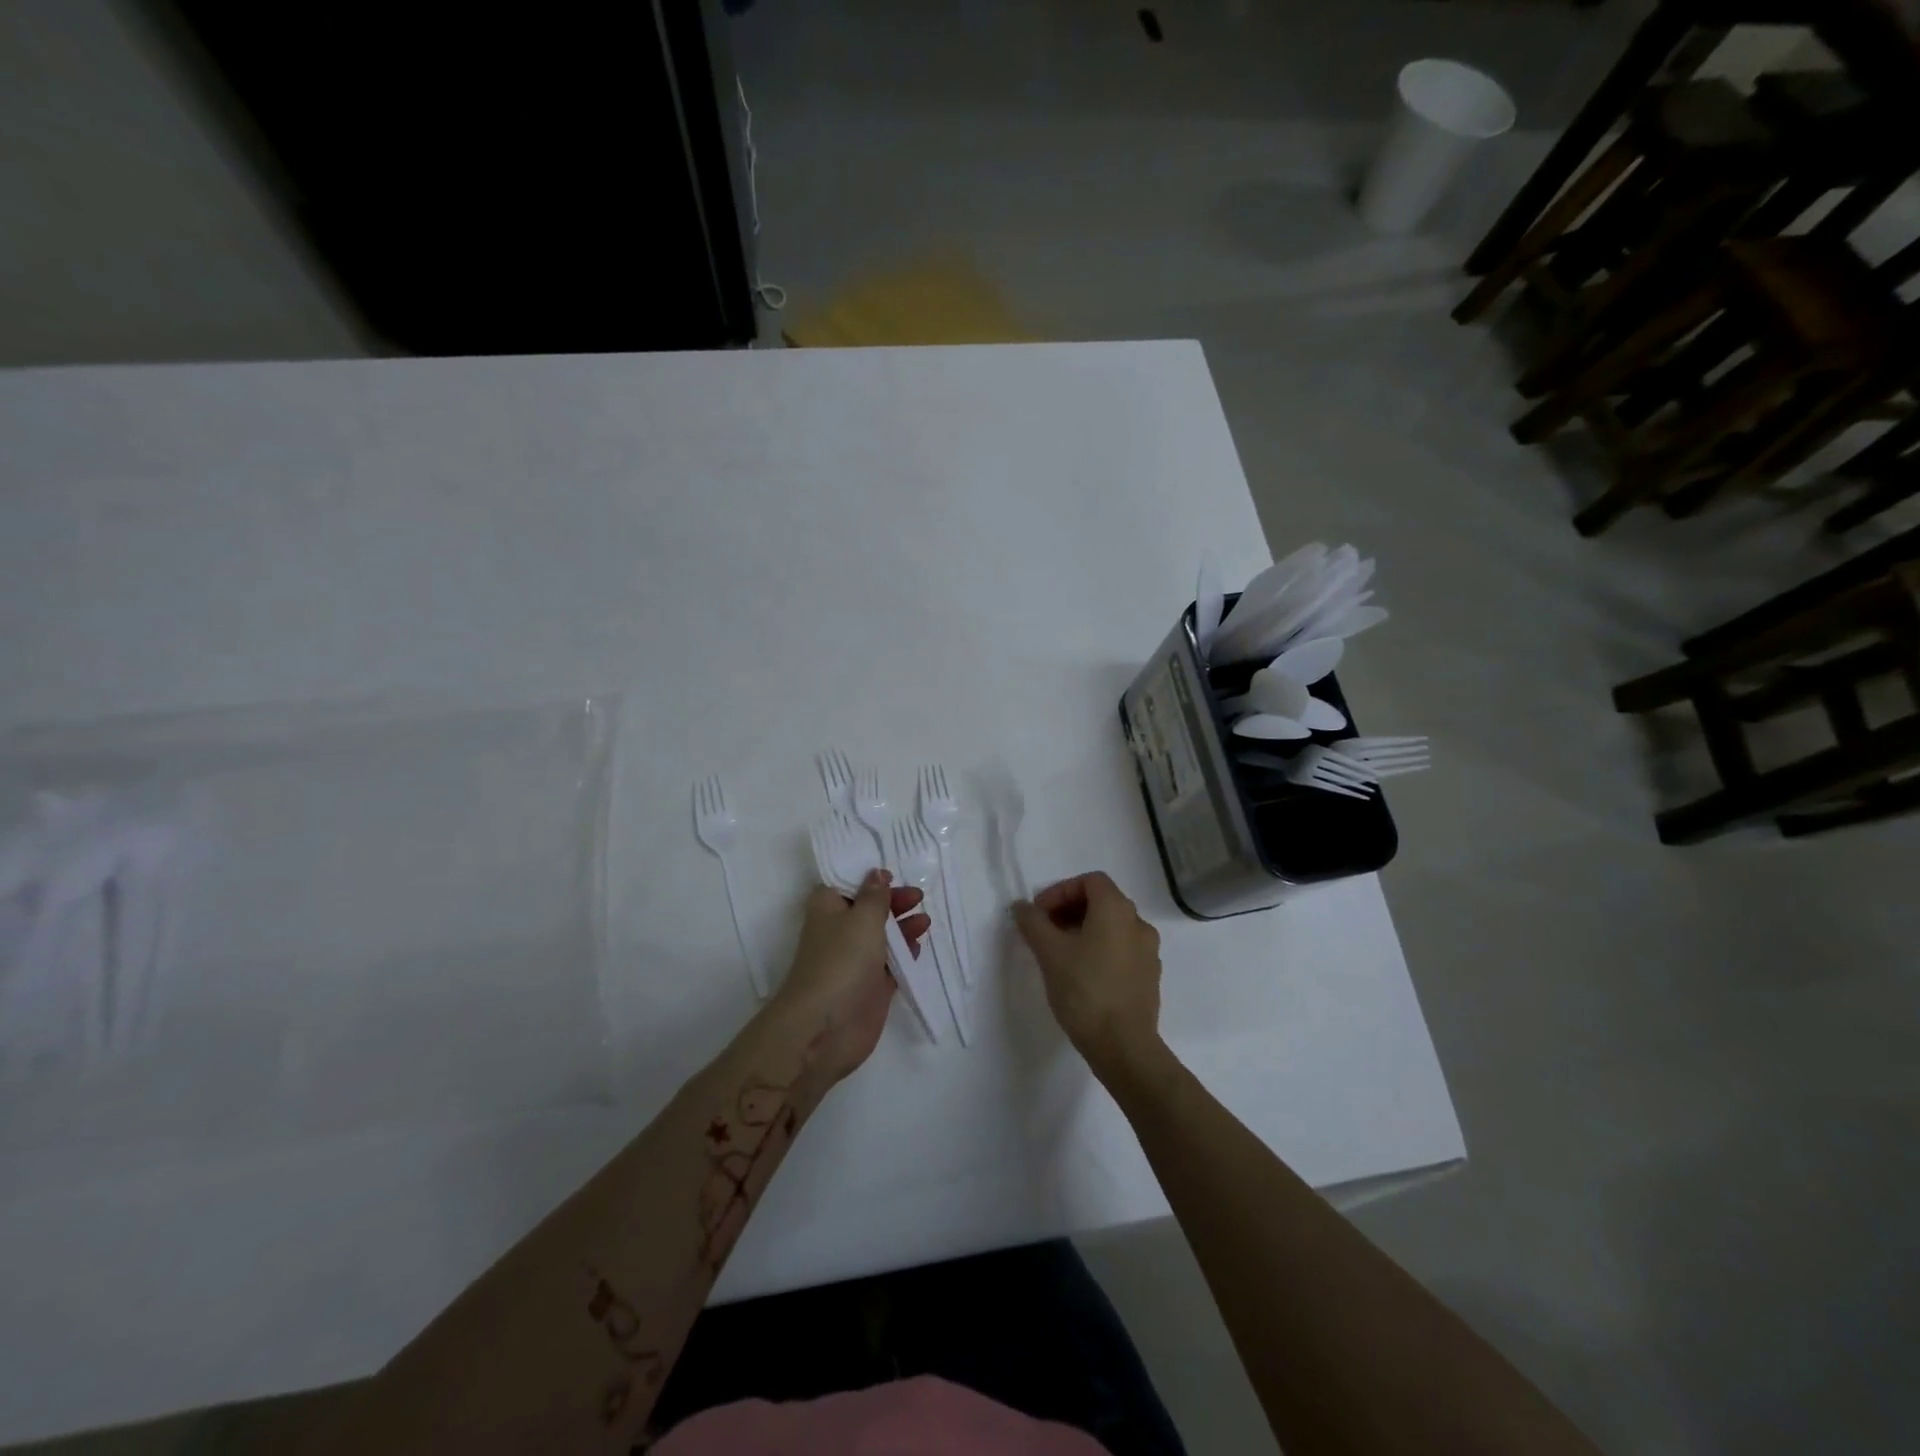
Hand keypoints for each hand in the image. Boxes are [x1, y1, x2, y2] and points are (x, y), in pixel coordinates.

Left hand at [772, 871, 928, 1084]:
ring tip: (925, 920)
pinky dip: (905, 953)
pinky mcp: (870, 986)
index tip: (892, 873)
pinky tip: (919, 944)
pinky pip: (890, 963)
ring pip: (882, 936)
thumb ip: (875, 896)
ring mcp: (855, 960)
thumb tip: (876, 874)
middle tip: (917, 896)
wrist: (826, 1026)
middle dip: (892, 901)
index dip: (867, 877)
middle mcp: (839, 931)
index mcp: (828, 908)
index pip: (846, 883)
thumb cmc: (842, 960)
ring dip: (902, 926)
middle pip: (868, 908)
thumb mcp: (863, 917)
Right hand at [1013, 872, 1163, 1082]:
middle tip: (1045, 931)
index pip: (1089, 881)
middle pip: (1102, 901)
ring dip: (1084, 931)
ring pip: (1112, 927)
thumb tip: (1022, 906)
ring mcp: (1148, 952)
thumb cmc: (1084, 990)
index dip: (1060, 891)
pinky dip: (1101, 950)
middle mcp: (1138, 923)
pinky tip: (1082, 974)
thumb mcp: (1049, 953)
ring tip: (1060, 954)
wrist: (1124, 1046)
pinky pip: (1122, 950)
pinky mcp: (1149, 977)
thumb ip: (1033, 923)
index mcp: (1117, 910)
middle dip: (1070, 910)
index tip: (1039, 914)